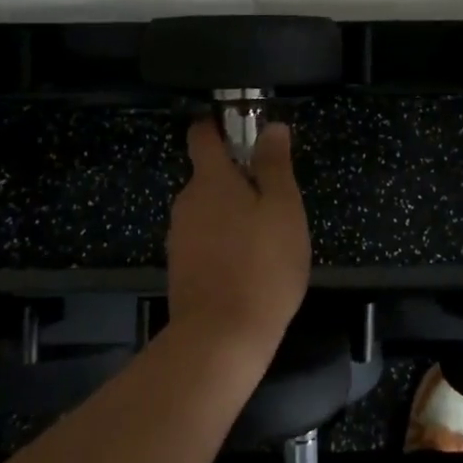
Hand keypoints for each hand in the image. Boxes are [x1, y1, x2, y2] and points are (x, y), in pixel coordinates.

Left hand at [166, 117, 310, 354]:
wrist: (221, 337)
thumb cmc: (262, 264)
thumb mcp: (283, 208)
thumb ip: (275, 165)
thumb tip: (272, 127)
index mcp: (210, 179)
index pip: (201, 135)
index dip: (218, 126)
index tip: (242, 129)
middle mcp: (187, 201)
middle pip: (209, 176)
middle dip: (238, 179)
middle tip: (276, 197)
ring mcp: (179, 236)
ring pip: (209, 210)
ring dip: (233, 213)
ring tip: (268, 236)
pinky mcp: (181, 267)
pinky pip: (205, 239)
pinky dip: (224, 241)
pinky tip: (249, 264)